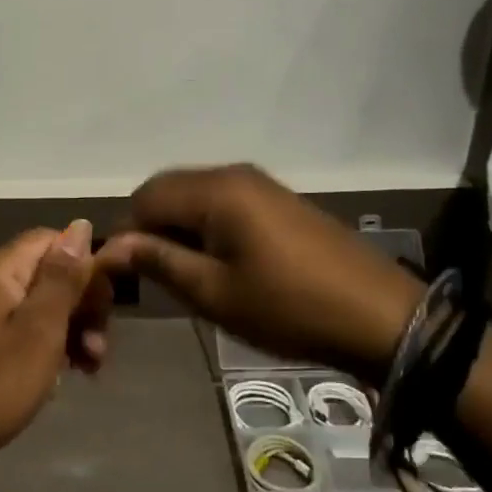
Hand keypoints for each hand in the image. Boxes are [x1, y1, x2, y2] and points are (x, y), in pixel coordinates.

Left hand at [0, 221, 111, 467]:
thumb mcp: (40, 327)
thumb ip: (63, 276)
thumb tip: (81, 225)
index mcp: (2, 270)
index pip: (54, 240)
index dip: (87, 264)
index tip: (108, 303)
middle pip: (54, 272)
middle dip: (86, 304)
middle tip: (100, 345)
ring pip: (48, 304)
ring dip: (77, 330)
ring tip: (92, 367)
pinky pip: (34, 330)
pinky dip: (58, 346)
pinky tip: (73, 374)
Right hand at [98, 165, 421, 382]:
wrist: (381, 317)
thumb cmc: (289, 307)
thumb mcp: (214, 292)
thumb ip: (159, 262)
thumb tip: (110, 248)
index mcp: (215, 190)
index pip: (145, 197)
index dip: (129, 234)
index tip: (131, 277)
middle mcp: (233, 174)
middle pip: (167, 190)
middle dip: (152, 229)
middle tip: (159, 278)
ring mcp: (259, 185)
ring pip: (194, 196)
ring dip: (179, 230)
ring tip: (190, 276)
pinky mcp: (277, 201)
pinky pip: (222, 203)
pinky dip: (206, 228)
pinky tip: (221, 265)